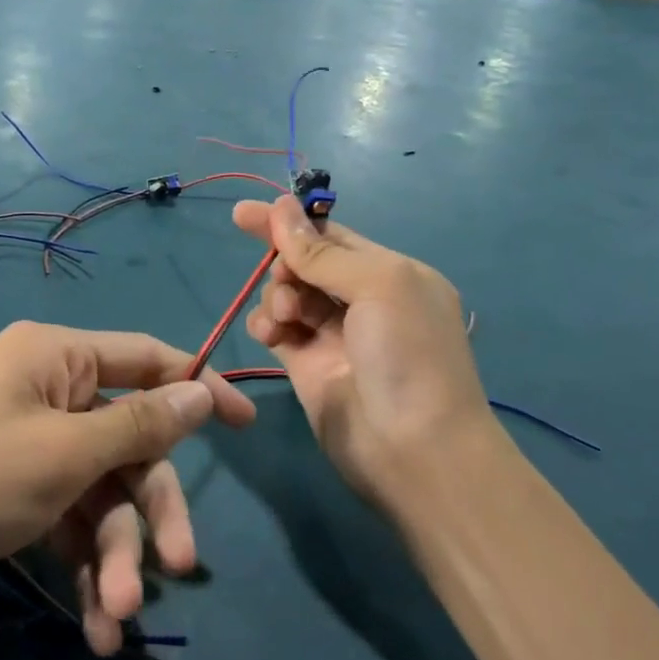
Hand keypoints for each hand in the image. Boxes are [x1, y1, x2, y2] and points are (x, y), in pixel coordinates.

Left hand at [0, 323, 254, 653]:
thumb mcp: (64, 454)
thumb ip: (139, 424)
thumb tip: (200, 391)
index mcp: (58, 357)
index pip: (147, 359)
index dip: (198, 387)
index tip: (246, 424)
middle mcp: (52, 392)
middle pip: (131, 442)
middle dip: (151, 509)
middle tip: (178, 567)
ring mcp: (39, 445)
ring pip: (105, 492)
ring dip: (116, 553)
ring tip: (117, 616)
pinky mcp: (25, 492)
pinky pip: (74, 519)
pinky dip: (86, 564)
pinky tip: (97, 623)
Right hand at [230, 196, 494, 507]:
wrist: (414, 452)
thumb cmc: (408, 355)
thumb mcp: (378, 286)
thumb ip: (322, 252)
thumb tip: (282, 207)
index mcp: (390, 273)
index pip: (332, 236)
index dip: (290, 222)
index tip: (244, 214)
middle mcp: (362, 300)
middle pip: (305, 262)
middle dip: (285, 263)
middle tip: (286, 281)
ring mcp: (333, 334)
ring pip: (286, 293)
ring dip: (276, 294)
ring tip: (284, 316)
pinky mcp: (306, 365)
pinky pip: (275, 328)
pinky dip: (266, 323)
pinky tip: (270, 332)